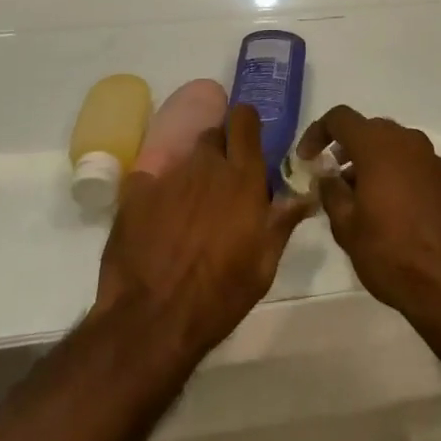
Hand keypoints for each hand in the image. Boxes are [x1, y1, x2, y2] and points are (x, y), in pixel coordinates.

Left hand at [94, 104, 311, 358]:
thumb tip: (305, 195)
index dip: (246, 124)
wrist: (150, 321)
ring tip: (189, 209)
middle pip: (214, 135)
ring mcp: (169, 175)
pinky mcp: (136, 191)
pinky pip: (151, 179)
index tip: (248, 140)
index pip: (245, 119)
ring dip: (191, 174)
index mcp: (242, 177)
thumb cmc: (219, 296)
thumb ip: (282, 222)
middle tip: (222, 183)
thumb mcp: (263, 266)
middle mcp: (206, 165)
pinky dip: (157, 192)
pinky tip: (156, 221)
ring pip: (184, 158)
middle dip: (220, 150)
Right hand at [296, 107, 440, 330]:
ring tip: (353, 197)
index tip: (306, 159)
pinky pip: (407, 161)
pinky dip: (390, 171)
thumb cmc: (391, 251)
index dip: (317, 133)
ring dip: (367, 160)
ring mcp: (428, 157)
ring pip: (389, 145)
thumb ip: (331, 192)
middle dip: (344, 148)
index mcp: (377, 144)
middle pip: (366, 129)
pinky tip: (383, 206)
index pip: (340, 118)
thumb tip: (326, 174)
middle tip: (329, 177)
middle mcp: (405, 140)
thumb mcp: (347, 227)